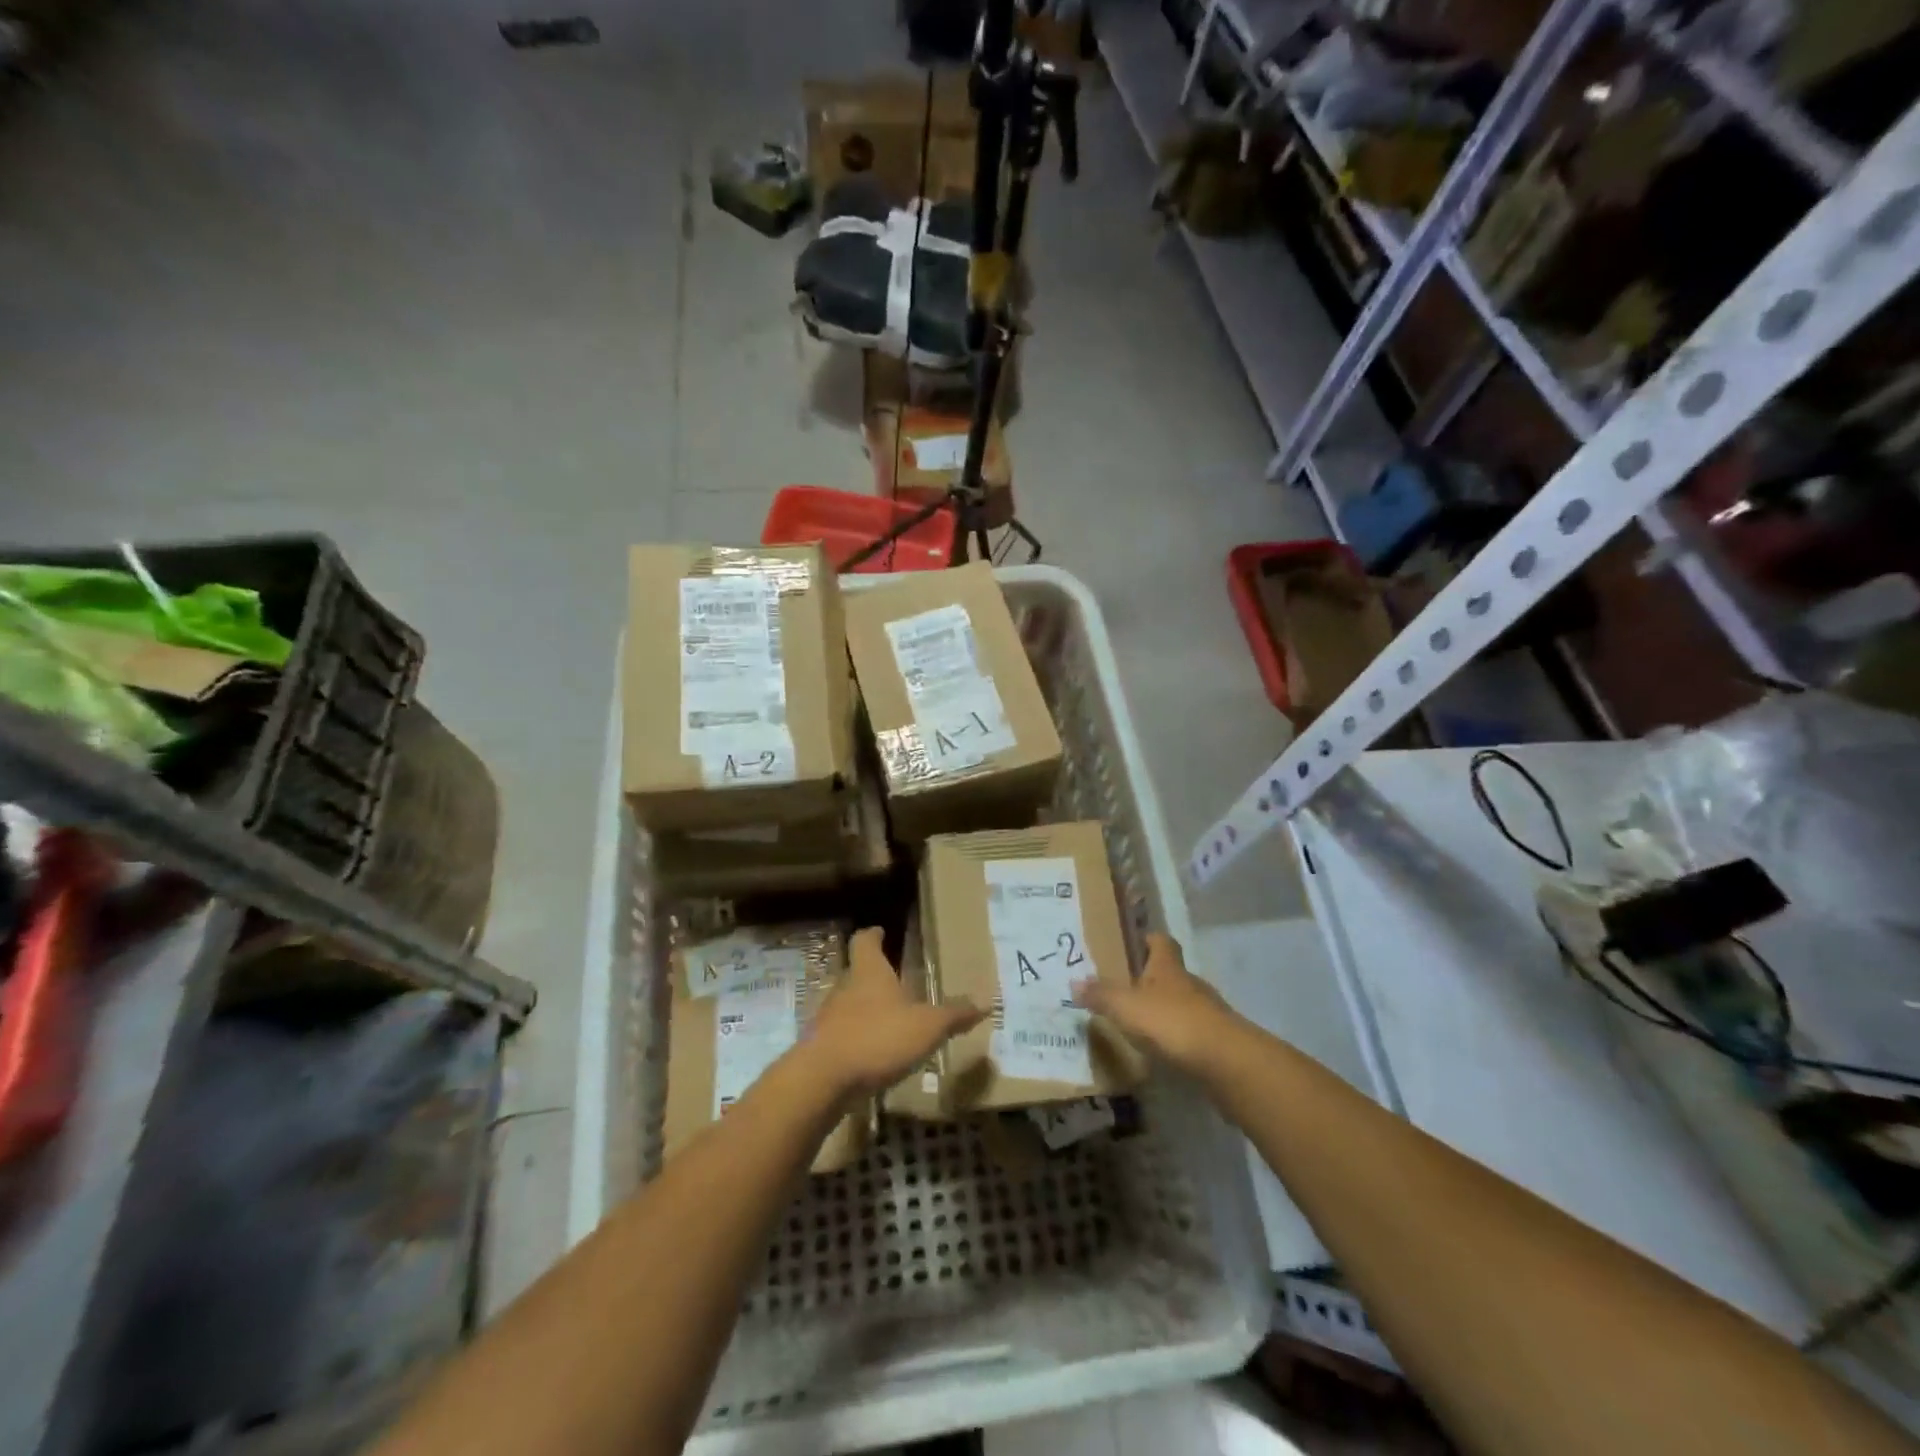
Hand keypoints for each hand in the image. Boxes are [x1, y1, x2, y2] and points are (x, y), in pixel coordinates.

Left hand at [805, 927, 983, 1097]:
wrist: (822, 1080)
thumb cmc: (877, 1038)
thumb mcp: (926, 1027)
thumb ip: (953, 1015)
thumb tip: (985, 1003)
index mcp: (869, 972)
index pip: (865, 941)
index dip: (873, 935)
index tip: (881, 931)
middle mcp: (844, 987)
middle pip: (856, 972)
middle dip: (874, 976)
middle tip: (896, 982)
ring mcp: (829, 1018)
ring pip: (848, 1005)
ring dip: (866, 1010)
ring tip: (889, 1021)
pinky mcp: (821, 1048)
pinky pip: (843, 1036)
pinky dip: (858, 1040)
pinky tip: (874, 1056)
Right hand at [1071, 932, 1235, 1076]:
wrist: (1225, 1061)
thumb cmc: (1171, 1022)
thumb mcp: (1125, 1007)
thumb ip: (1100, 995)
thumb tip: (1074, 982)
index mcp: (1168, 967)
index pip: (1161, 941)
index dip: (1149, 939)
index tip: (1136, 942)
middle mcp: (1190, 983)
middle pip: (1171, 972)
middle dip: (1152, 978)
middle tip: (1126, 988)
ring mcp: (1207, 1011)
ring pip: (1182, 1002)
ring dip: (1165, 1009)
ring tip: (1140, 1023)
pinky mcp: (1217, 1040)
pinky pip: (1192, 1031)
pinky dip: (1177, 1037)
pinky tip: (1162, 1050)